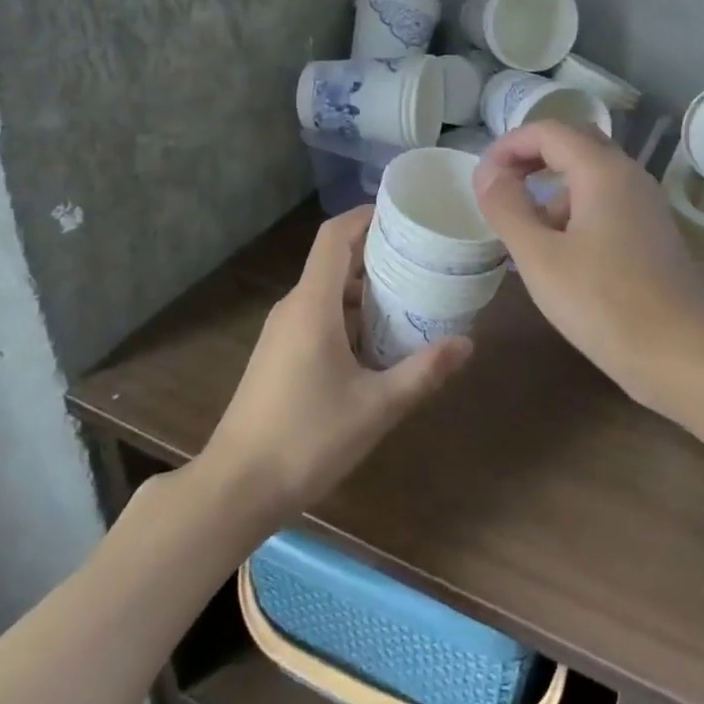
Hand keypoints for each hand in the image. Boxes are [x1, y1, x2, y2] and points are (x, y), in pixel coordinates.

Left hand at [203, 208, 472, 517]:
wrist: (236, 488)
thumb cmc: (307, 438)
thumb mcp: (376, 407)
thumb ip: (423, 372)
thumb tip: (468, 343)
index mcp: (312, 304)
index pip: (335, 236)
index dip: (366, 215)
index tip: (405, 214)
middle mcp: (294, 308)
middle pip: (336, 260)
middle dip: (379, 254)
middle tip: (425, 259)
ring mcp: (282, 332)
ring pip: (328, 292)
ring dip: (367, 290)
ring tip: (412, 299)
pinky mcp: (279, 355)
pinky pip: (318, 317)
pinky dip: (351, 316)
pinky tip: (380, 343)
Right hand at [472, 121, 703, 418]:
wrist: (684, 356)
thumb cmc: (604, 303)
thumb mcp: (540, 257)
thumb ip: (507, 208)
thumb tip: (487, 173)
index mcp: (602, 170)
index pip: (549, 130)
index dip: (509, 145)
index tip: (481, 176)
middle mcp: (629, 175)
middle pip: (574, 144)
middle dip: (531, 158)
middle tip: (499, 187)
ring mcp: (646, 205)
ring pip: (591, 175)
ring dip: (552, 186)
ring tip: (522, 227)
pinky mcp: (652, 234)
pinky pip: (606, 202)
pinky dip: (574, 210)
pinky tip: (558, 252)